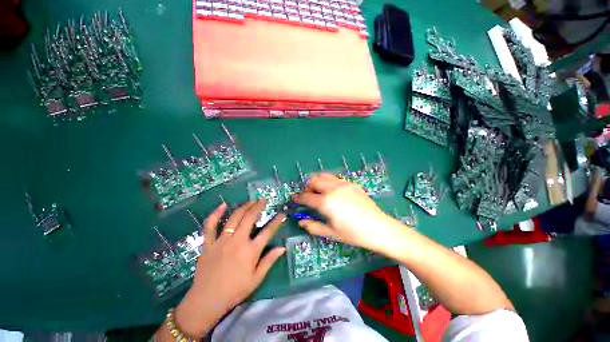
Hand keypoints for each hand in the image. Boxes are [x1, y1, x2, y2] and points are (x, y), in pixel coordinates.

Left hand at [174, 201, 285, 337]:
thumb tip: (283, 247)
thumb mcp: (256, 279)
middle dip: (258, 206)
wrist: (206, 301)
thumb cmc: (234, 291)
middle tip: (263, 200)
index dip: (276, 221)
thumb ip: (270, 261)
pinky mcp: (208, 243)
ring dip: (243, 207)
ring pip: (234, 218)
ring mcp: (221, 241)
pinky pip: (210, 225)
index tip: (282, 213)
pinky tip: (223, 205)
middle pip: (250, 218)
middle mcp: (237, 241)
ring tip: (250, 201)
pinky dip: (216, 214)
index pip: (268, 231)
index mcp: (250, 251)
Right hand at [293, 173, 398, 252]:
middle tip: (309, 197)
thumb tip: (300, 221)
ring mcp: (343, 184)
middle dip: (307, 188)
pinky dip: (328, 183)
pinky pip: (335, 178)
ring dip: (318, 182)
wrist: (379, 228)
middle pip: (314, 180)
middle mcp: (333, 188)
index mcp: (326, 202)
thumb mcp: (330, 233)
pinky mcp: (351, 183)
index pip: (306, 196)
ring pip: (324, 176)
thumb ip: (313, 226)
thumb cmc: (353, 233)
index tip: (295, 200)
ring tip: (320, 193)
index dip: (298, 198)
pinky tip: (333, 193)